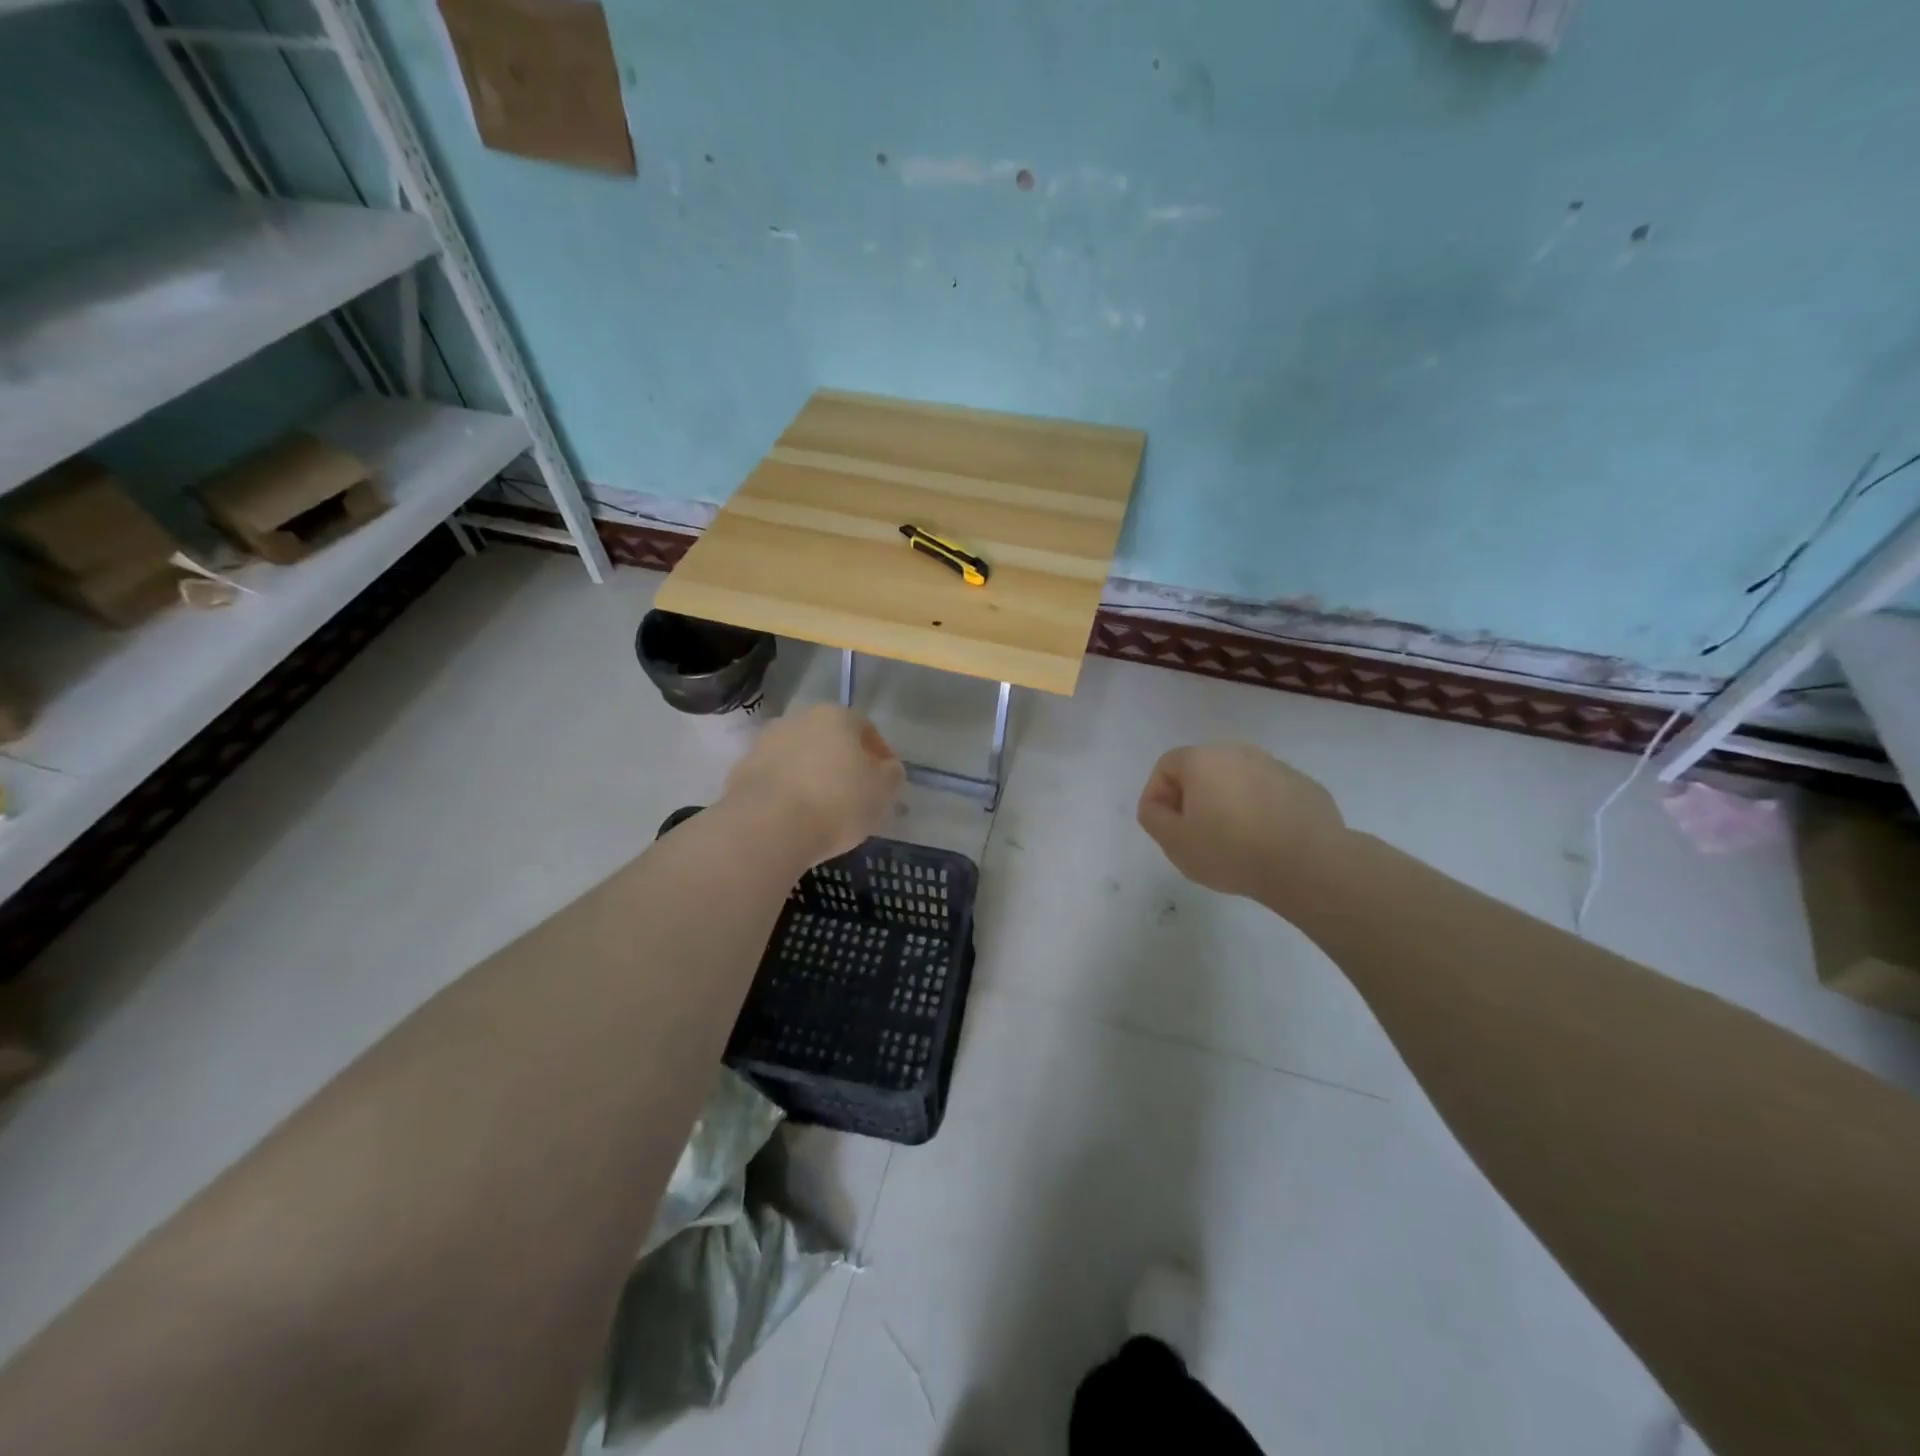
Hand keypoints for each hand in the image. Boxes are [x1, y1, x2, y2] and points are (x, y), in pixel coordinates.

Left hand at [721, 705, 904, 864]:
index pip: (866, 729)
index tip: (885, 782)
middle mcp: (799, 719)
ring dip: (812, 775)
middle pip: (829, 740)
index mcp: (836, 716)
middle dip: (842, 763)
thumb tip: (887, 768)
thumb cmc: (837, 803)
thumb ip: (891, 775)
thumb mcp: (883, 792)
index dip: (880, 755)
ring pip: (800, 758)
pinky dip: (787, 792)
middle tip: (854, 795)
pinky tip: (794, 818)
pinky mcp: (742, 771)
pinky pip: (776, 779)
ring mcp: (765, 743)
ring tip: (822, 810)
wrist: (767, 827)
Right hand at [1136, 744, 1347, 902]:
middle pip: (1203, 770)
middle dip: (1194, 799)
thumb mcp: (1174, 842)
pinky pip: (1270, 794)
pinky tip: (1267, 842)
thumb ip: (1153, 816)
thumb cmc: (1230, 850)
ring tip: (1234, 842)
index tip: (1166, 828)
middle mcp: (1238, 752)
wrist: (1308, 864)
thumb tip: (1157, 804)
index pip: (1166, 766)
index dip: (1157, 796)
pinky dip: (1261, 811)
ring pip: (1238, 781)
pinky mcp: (1304, 786)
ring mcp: (1276, 766)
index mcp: (1202, 760)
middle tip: (1196, 835)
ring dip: (1229, 804)